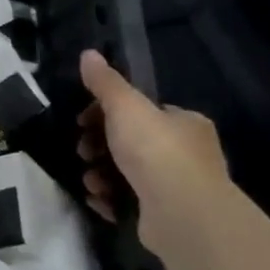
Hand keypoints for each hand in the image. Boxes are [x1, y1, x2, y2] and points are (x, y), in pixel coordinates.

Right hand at [76, 49, 231, 254]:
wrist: (182, 214)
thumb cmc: (155, 151)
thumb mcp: (125, 107)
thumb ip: (105, 82)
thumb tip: (88, 54)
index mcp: (184, 123)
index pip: (141, 111)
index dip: (106, 113)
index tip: (82, 121)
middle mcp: (187, 153)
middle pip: (129, 142)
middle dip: (98, 147)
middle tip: (83, 152)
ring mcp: (177, 187)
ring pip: (125, 173)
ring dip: (99, 174)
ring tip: (91, 181)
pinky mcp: (165, 215)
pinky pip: (128, 201)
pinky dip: (110, 199)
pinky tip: (100, 200)